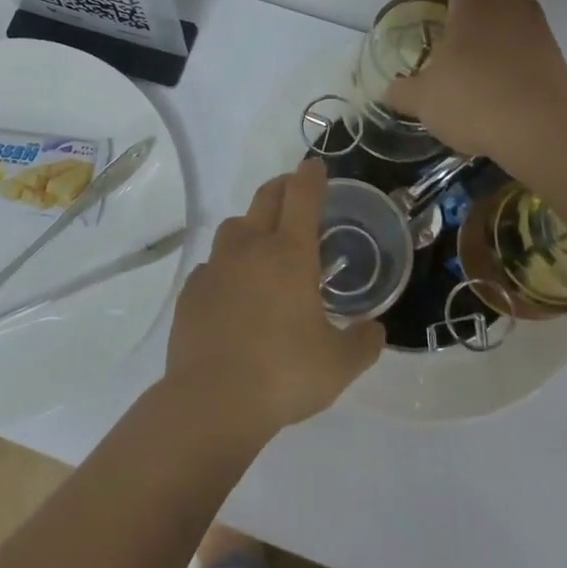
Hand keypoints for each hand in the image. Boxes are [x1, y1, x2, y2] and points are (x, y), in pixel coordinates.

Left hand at [165, 158, 383, 437]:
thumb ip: (363, 343)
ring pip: (234, 227)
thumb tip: (375, 331)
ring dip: (251, 225)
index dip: (311, 176)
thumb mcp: (339, 365)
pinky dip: (226, 266)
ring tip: (262, 244)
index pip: (302, 196)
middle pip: (266, 198)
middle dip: (282, 186)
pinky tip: (232, 291)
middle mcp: (251, 249)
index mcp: (290, 254)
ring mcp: (216, 267)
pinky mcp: (191, 291)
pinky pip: (212, 265)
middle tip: (294, 190)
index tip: (315, 166)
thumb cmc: (284, 374)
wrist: (212, 401)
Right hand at [385, 0, 566, 157]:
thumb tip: (391, 91)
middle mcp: (509, 7)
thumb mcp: (424, 100)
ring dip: (496, 21)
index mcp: (474, 4)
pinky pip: (529, 40)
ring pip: (514, 12)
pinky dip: (514, 47)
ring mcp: (538, 30)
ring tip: (478, 43)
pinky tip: (501, 72)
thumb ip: (403, 91)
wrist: (542, 131)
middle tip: (455, 14)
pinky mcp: (556, 56)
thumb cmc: (474, 100)